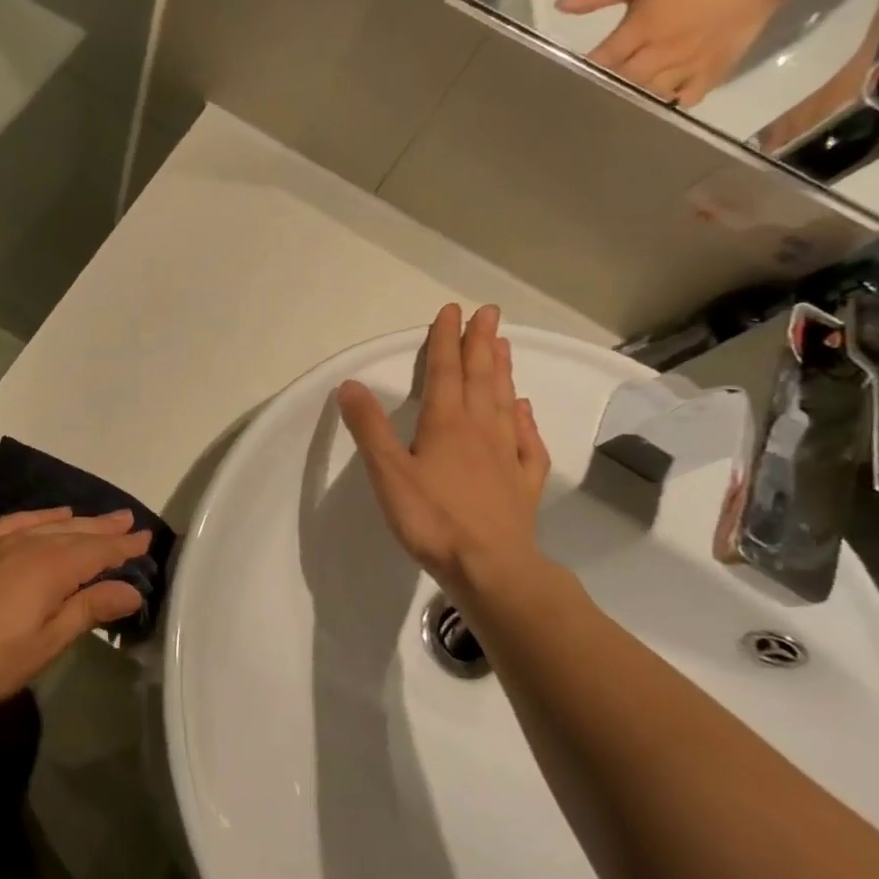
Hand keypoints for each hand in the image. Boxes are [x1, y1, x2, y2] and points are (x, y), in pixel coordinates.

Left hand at [0, 508, 151, 722]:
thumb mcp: (47, 642)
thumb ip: (89, 610)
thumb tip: (132, 590)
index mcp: (52, 568)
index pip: (99, 551)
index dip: (124, 547)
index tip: (147, 539)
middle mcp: (31, 545)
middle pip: (78, 532)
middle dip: (106, 529)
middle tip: (131, 523)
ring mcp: (2, 543)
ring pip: (51, 524)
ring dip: (80, 521)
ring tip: (101, 518)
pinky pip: (19, 521)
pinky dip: (41, 516)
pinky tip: (52, 517)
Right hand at [337, 304, 550, 600]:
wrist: (491, 568)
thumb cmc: (433, 519)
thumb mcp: (388, 472)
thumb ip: (369, 427)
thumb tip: (350, 384)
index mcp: (447, 424)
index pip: (446, 372)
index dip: (446, 339)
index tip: (452, 310)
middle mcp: (481, 430)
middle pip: (482, 378)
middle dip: (482, 343)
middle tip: (489, 313)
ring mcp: (506, 456)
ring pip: (506, 403)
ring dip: (503, 371)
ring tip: (505, 345)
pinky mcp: (522, 483)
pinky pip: (528, 442)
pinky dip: (526, 420)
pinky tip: (525, 409)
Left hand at [555, 0, 793, 106]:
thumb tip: (560, 5)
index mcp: (641, 29)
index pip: (601, 61)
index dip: (581, 74)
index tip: (565, 81)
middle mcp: (661, 52)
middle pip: (621, 84)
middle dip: (602, 91)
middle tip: (587, 98)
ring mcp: (687, 66)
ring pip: (648, 96)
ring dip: (631, 101)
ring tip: (614, 106)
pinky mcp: (712, 73)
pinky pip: (682, 101)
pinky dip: (666, 105)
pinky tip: (654, 105)